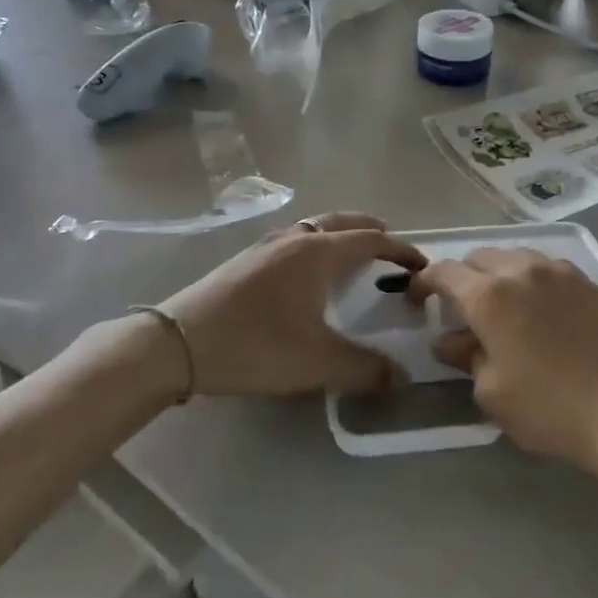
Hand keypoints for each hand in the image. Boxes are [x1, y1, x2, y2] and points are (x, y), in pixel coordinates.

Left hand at [160, 214, 424, 395]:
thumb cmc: (254, 345)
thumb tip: (400, 376)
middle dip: (371, 230)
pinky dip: (315, 244)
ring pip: (314, 227)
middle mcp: (295, 238)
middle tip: (391, 246)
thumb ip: (364, 368)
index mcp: (318, 253)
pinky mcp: (245, 259)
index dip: (401, 250)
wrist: (176, 344)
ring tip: (352, 256)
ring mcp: (266, 246)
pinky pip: (294, 239)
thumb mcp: (316, 363)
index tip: (421, 265)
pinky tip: (306, 273)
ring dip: (340, 234)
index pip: (372, 240)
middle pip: (343, 221)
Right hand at [412, 249, 597, 472]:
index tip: (417, 300)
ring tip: (500, 306)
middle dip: (462, 277)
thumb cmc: (550, 408)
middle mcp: (522, 271)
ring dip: (498, 274)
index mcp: (490, 295)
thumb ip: (465, 357)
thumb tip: (449, 341)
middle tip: (460, 309)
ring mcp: (560, 273)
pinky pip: (548, 269)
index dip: (424, 283)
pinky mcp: (589, 284)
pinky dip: (531, 280)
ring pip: (516, 258)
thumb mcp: (492, 392)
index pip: (445, 273)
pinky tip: (538, 309)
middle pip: (480, 258)